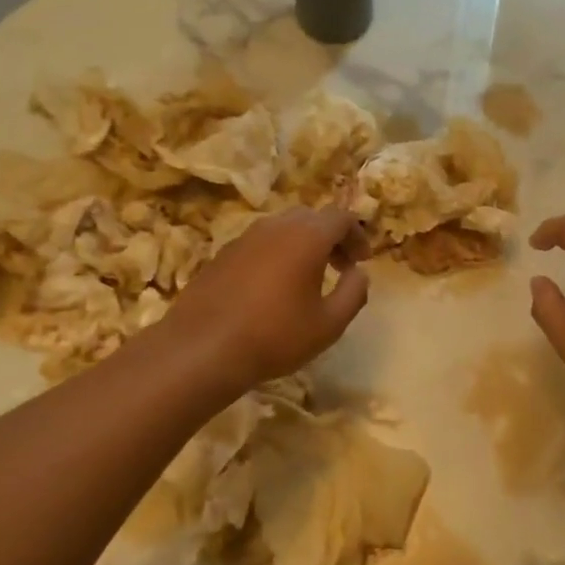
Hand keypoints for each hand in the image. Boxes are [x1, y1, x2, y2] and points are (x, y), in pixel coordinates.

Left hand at [161, 205, 369, 390]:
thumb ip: (354, 293)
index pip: (341, 217)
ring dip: (302, 245)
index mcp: (306, 236)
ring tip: (307, 279)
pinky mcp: (222, 254)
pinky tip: (272, 289)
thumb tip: (359, 273)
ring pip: (282, 228)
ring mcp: (245, 238)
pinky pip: (259, 243)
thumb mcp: (329, 324)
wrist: (202, 348)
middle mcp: (275, 227)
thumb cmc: (275, 336)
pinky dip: (276, 254)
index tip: (362, 261)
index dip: (357, 235)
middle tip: (340, 267)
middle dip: (330, 237)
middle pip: (311, 217)